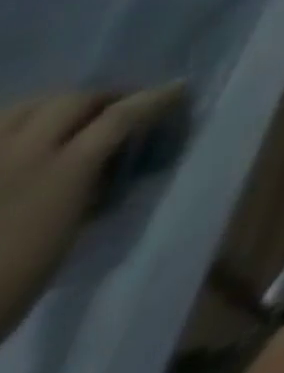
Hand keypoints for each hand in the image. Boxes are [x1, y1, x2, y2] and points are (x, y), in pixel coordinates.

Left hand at [0, 84, 186, 336]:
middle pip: (72, 101)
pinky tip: (23, 140)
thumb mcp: (66, 234)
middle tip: (118, 109)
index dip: (155, 99)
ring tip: (65, 120)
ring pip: (24, 107)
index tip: (178, 91)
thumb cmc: (11, 281)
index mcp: (60, 172)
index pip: (120, 117)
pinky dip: (14, 125)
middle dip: (102, 99)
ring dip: (53, 105)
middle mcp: (20, 156)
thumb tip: (117, 157)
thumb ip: (92, 184)